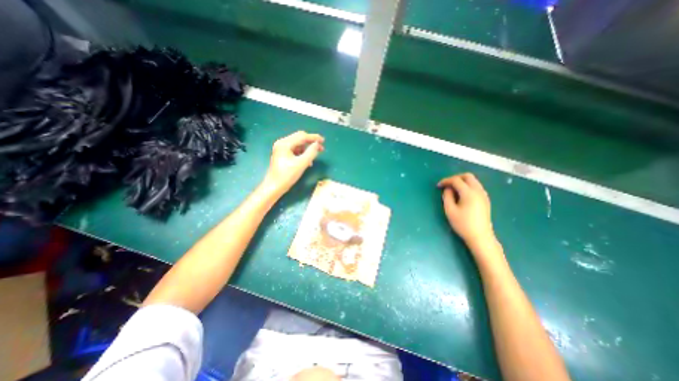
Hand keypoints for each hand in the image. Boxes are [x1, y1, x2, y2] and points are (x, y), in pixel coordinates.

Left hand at [262, 131, 323, 195]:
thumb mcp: (301, 164)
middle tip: (321, 148)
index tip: (323, 140)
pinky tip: (308, 161)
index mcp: (285, 144)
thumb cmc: (287, 176)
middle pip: (299, 138)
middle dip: (311, 142)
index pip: (302, 136)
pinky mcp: (283, 155)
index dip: (314, 137)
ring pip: (298, 144)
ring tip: (315, 155)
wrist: (274, 187)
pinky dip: (302, 153)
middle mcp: (282, 143)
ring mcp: (281, 149)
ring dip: (307, 149)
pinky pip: (295, 150)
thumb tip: (317, 144)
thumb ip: (311, 153)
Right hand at [437, 174, 497, 248]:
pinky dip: (467, 186)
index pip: (456, 180)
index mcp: (469, 193)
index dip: (446, 181)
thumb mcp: (450, 210)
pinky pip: (476, 186)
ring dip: (462, 181)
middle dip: (455, 177)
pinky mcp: (485, 199)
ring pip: (473, 181)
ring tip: (453, 189)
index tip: (438, 186)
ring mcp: (483, 195)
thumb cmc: (463, 224)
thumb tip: (447, 189)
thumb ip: (447, 197)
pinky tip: (461, 194)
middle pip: (467, 176)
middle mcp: (478, 191)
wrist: (480, 237)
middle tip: (447, 184)